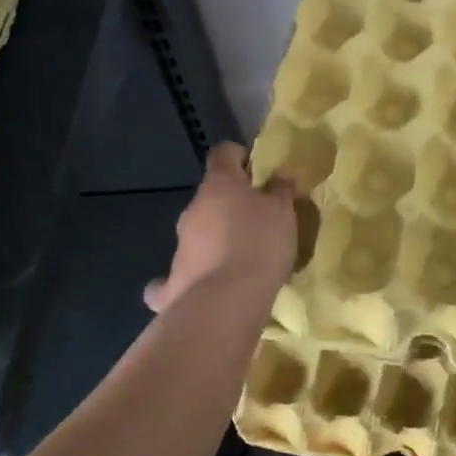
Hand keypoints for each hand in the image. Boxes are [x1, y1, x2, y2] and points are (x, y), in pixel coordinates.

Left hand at [144, 143, 297, 313]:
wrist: (226, 302)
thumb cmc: (260, 244)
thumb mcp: (284, 211)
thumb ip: (281, 190)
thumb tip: (280, 176)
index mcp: (219, 184)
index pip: (223, 153)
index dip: (239, 156)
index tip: (258, 171)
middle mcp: (193, 209)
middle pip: (211, 196)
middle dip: (230, 204)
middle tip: (258, 219)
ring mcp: (179, 246)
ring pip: (198, 232)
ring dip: (215, 238)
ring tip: (241, 257)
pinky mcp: (171, 283)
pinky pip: (175, 276)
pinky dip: (185, 278)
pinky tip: (198, 286)